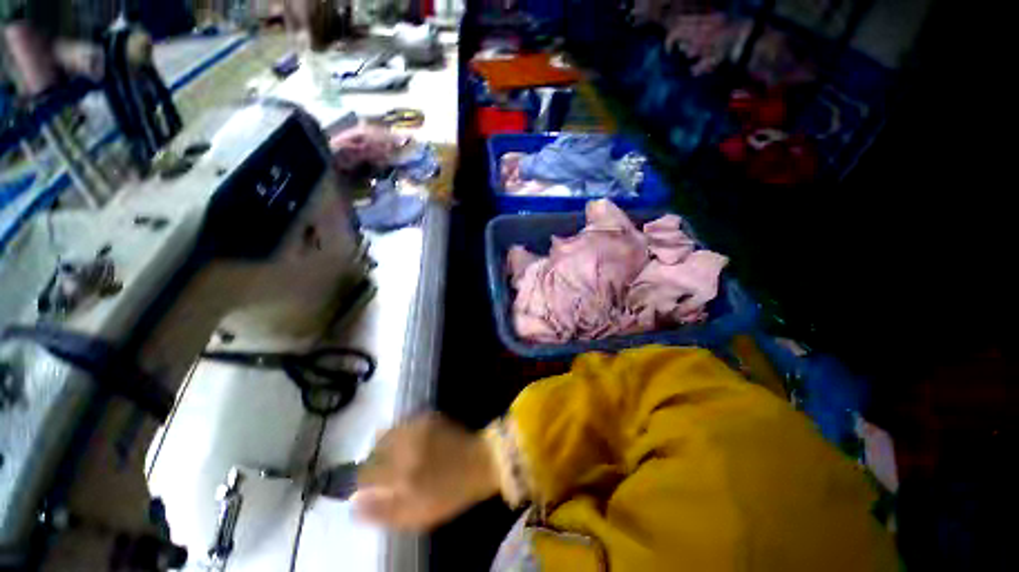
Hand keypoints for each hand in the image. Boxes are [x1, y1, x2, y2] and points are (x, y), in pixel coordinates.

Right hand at [353, 413, 499, 530]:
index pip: (365, 473)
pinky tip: (410, 443)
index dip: (362, 480)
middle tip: (385, 471)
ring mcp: (418, 426)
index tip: (369, 485)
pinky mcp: (428, 416)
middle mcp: (407, 444)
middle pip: (374, 450)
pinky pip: (403, 423)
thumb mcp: (416, 515)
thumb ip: (381, 512)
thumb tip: (354, 503)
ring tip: (396, 456)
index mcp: (402, 472)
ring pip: (386, 433)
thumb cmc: (450, 493)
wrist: (480, 462)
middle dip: (374, 461)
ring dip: (385, 445)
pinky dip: (400, 433)